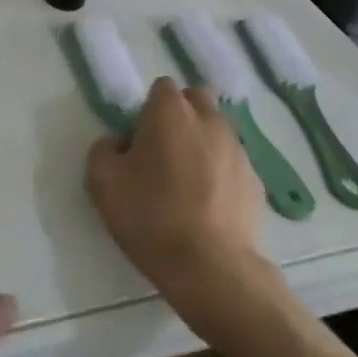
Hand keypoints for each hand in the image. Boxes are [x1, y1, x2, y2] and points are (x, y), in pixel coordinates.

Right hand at [86, 78, 266, 297]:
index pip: (161, 88)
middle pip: (195, 101)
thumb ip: (104, 149)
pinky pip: (232, 164)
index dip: (148, 110)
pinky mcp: (256, 181)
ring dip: (202, 144)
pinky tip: (208, 206)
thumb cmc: (151, 216)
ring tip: (187, 183)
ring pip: (217, 131)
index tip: (139, 141)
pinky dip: (221, 174)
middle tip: (163, 153)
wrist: (211, 268)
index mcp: (171, 111)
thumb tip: (120, 144)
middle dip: (181, 116)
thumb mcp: (102, 181)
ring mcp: (238, 150)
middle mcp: (209, 120)